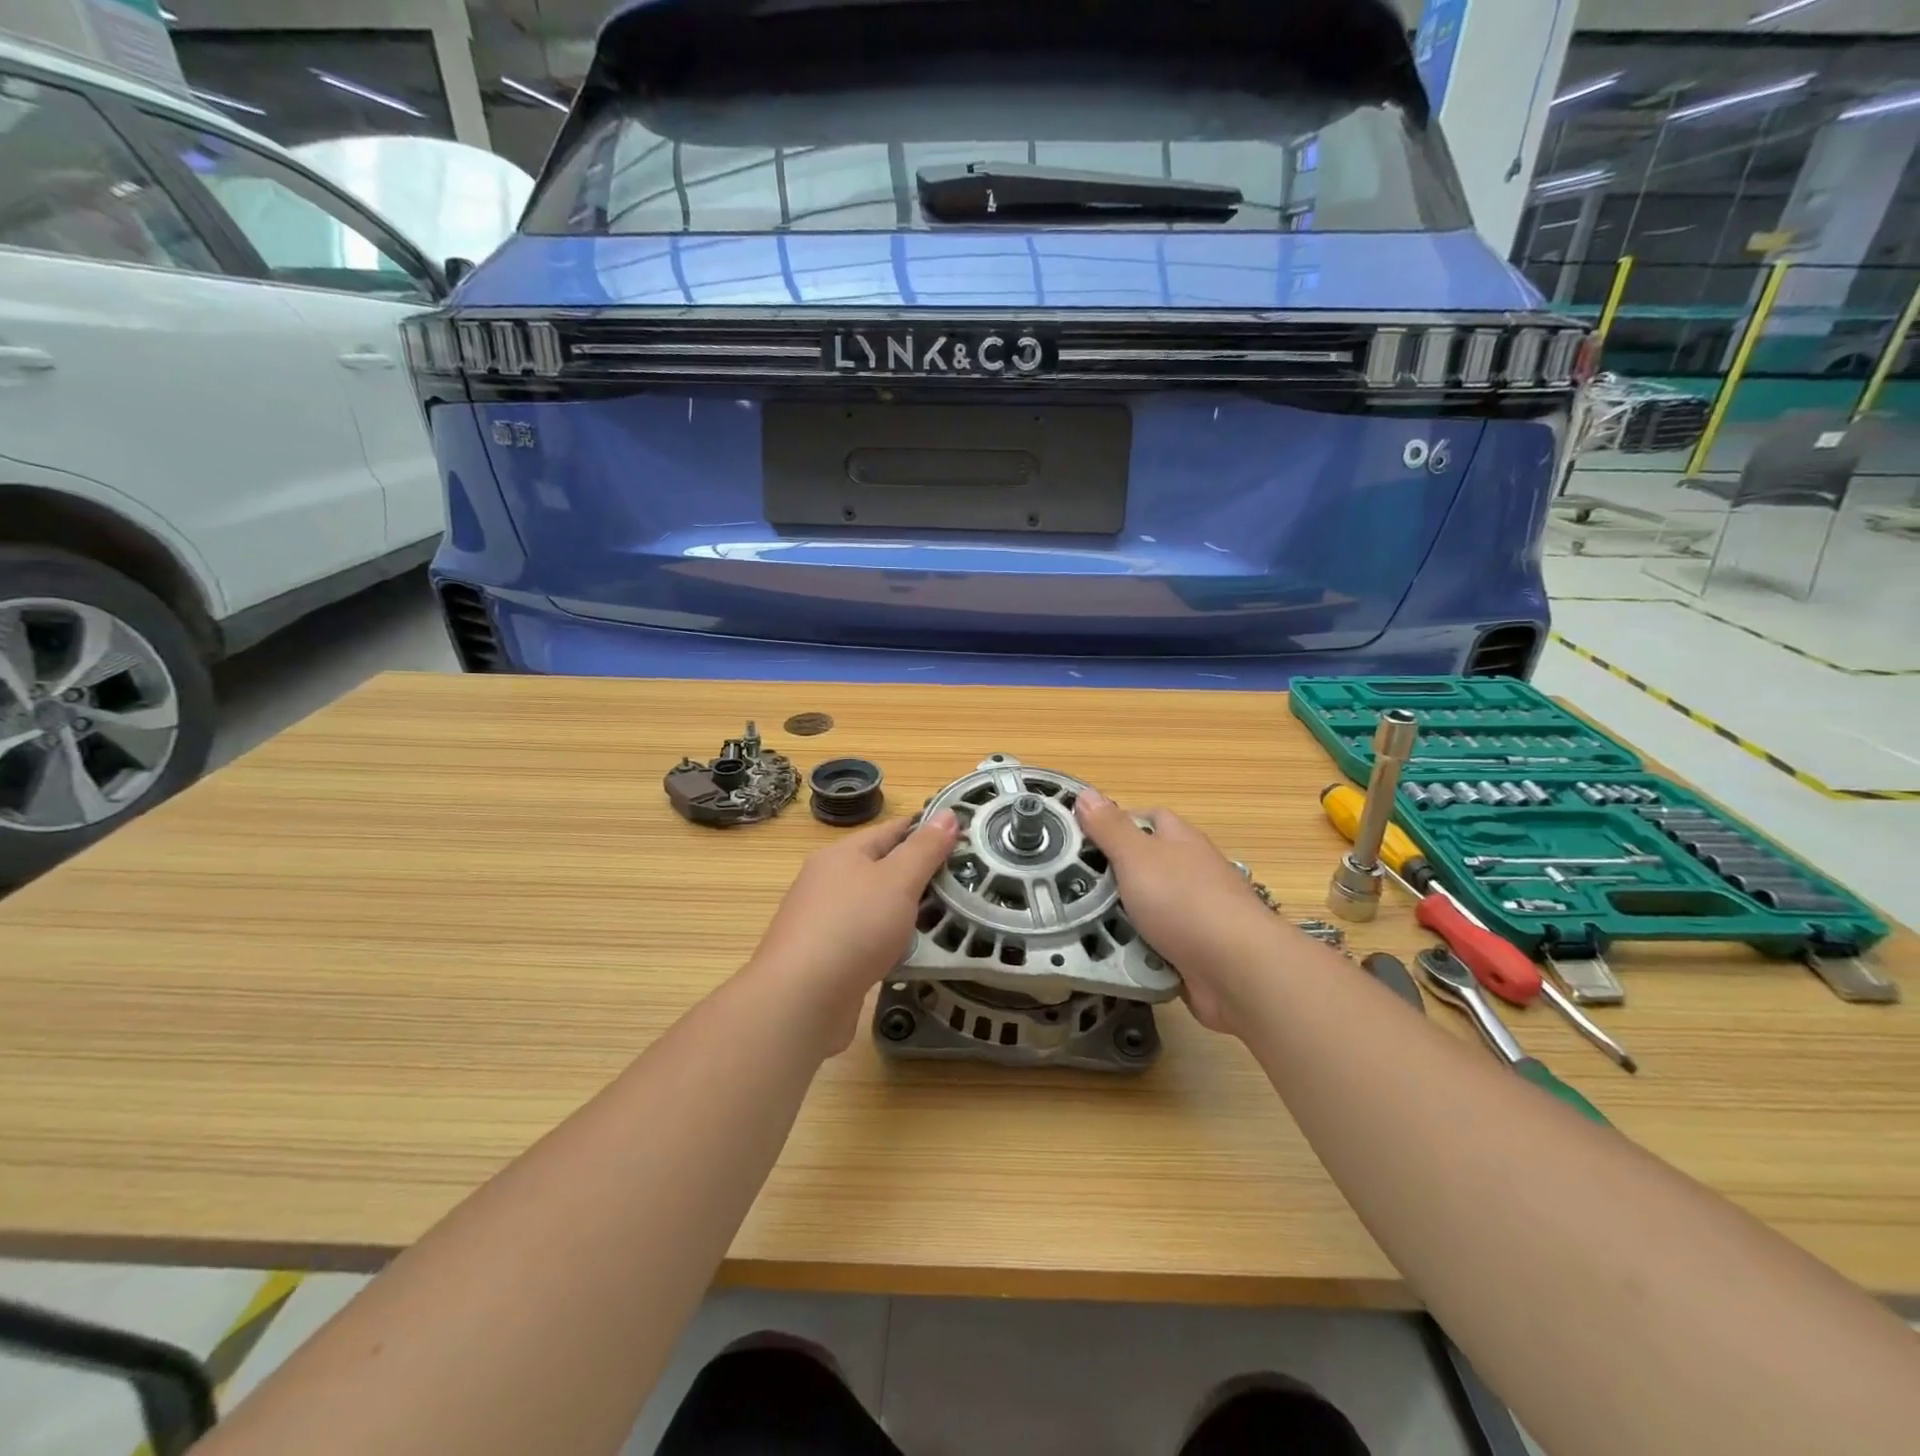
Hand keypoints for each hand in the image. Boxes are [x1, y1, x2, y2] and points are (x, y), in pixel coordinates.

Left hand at [744, 811, 960, 1054]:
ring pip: (873, 906)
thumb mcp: (898, 880)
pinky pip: (865, 939)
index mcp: (842, 854)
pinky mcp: (823, 958)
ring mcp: (822, 922)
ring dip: (903, 910)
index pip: (891, 830)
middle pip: (880, 868)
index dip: (925, 830)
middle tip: (962, 882)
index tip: (961, 837)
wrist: (800, 1000)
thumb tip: (948, 813)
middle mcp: (827, 882)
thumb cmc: (853, 927)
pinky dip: (888, 941)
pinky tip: (909, 952)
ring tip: (944, 917)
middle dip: (917, 874)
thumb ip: (925, 849)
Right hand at [1074, 789, 1290, 1034]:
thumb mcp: (1137, 856)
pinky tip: (1109, 955)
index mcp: (1179, 841)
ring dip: (1118, 918)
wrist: (1237, 970)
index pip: (1147, 818)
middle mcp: (1190, 872)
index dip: (1114, 824)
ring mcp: (1194, 914)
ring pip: (1144, 909)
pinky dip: (1134, 950)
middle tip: (1068, 888)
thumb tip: (1085, 793)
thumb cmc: (1185, 901)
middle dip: (1108, 878)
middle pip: (1142, 866)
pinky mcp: (1192, 951)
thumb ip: (1110, 828)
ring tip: (1078, 924)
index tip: (1079, 839)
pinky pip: (1152, 945)